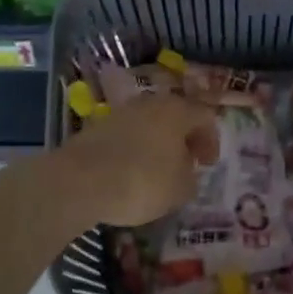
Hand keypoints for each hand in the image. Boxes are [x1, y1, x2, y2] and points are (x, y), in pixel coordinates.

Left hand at [58, 94, 220, 227]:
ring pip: (148, 125)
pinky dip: (133, 150)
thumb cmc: (143, 181)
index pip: (205, 116)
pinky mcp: (96, 128)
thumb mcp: (181, 189)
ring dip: (157, 144)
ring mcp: (119, 113)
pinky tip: (129, 173)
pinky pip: (125, 136)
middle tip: (185, 164)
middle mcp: (149, 104)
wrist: (80, 181)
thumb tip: (186, 173)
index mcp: (177, 111)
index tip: (207, 164)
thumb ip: (191, 178)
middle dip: (183, 140)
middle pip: (174, 116)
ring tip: (157, 172)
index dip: (211, 140)